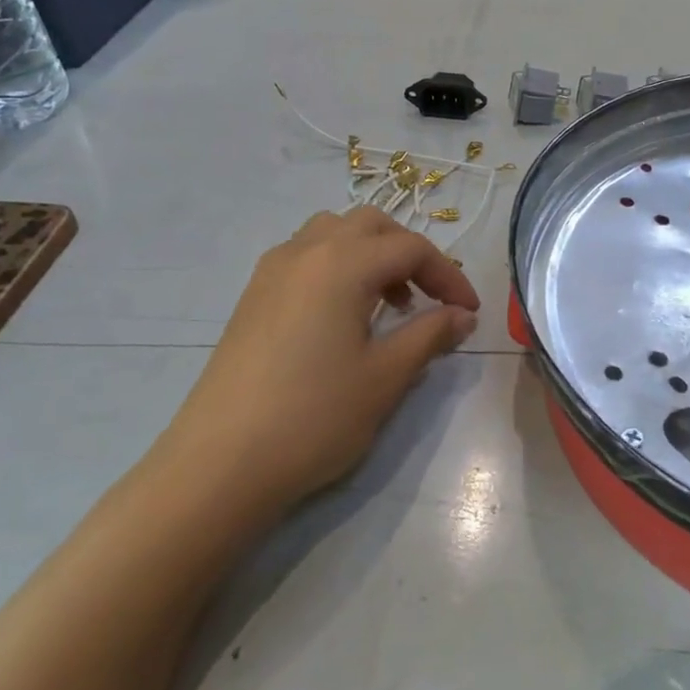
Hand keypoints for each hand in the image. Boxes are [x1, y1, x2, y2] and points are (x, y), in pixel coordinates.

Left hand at [152, 209, 479, 514]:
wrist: (220, 464)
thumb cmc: (314, 416)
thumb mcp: (385, 377)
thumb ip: (430, 335)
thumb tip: (462, 316)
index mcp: (342, 263)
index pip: (411, 248)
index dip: (449, 275)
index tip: (470, 312)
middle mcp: (305, 251)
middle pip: (370, 225)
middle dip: (409, 253)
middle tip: (429, 297)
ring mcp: (271, 272)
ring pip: (333, 234)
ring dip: (370, 255)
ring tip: (388, 304)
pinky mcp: (252, 297)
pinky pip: (305, 257)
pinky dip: (337, 268)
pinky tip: (343, 317)